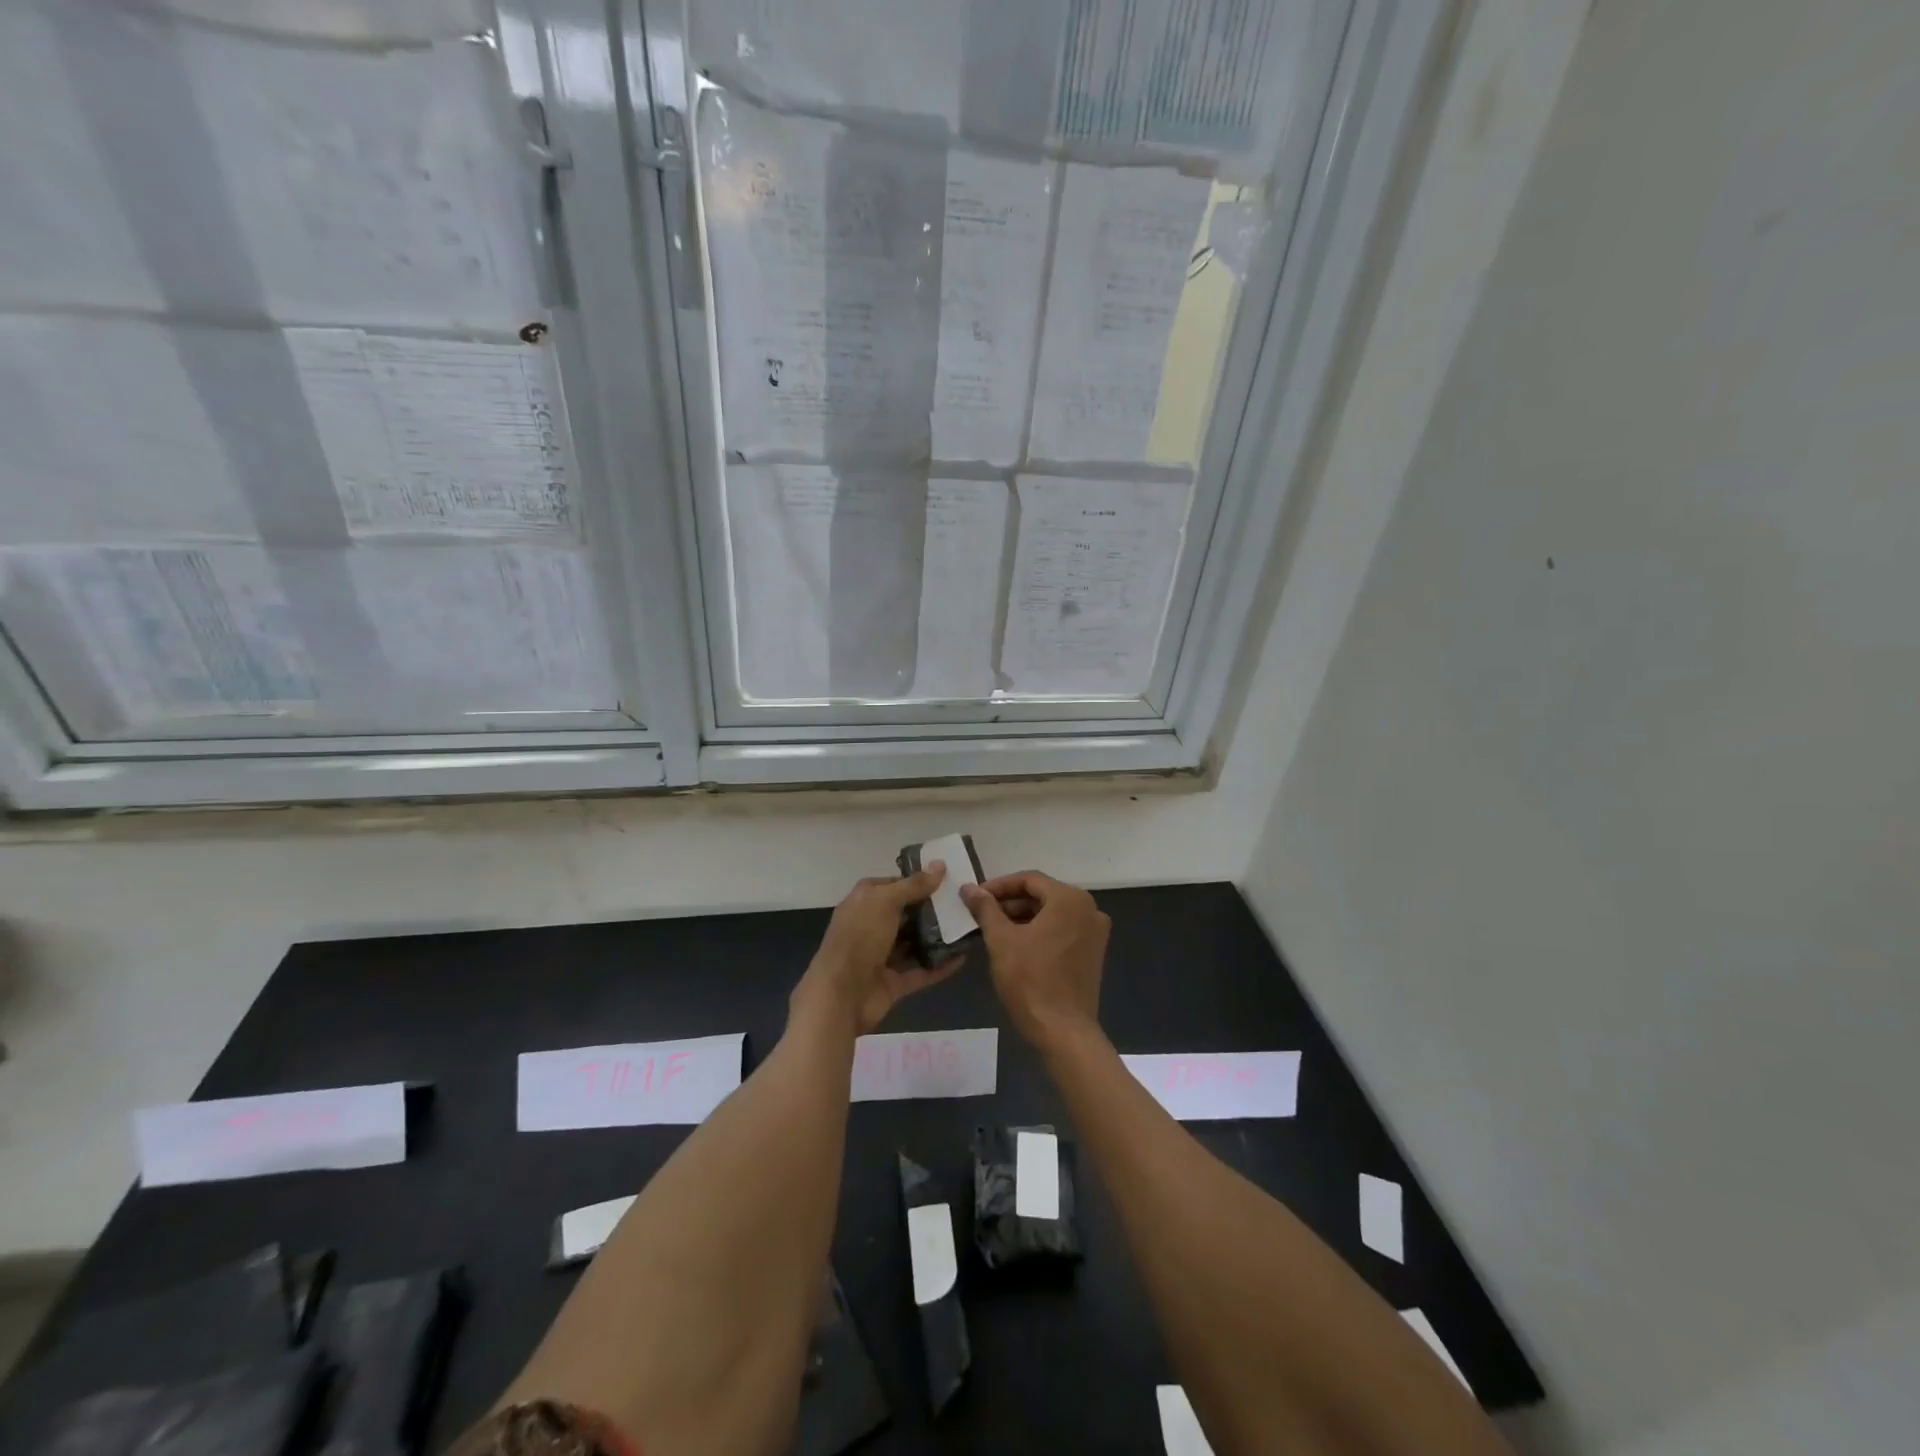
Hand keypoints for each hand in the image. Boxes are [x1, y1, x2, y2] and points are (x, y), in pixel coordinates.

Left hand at [791, 866, 963, 1036]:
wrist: (840, 996)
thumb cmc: (859, 938)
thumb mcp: (885, 902)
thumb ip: (913, 885)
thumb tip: (940, 864)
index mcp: (864, 901)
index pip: (894, 884)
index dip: (918, 880)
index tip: (948, 878)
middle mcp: (871, 926)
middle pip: (906, 914)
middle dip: (932, 909)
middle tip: (964, 902)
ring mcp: (882, 956)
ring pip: (914, 943)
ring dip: (938, 938)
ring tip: (968, 927)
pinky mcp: (893, 982)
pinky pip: (921, 971)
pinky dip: (940, 965)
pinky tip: (962, 957)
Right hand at [961, 871, 1109, 1050]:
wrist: (1063, 1031)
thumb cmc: (1030, 980)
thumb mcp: (1001, 940)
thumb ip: (985, 908)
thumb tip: (969, 888)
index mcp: (1070, 899)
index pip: (1029, 880)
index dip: (998, 886)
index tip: (975, 897)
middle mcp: (1089, 909)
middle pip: (1042, 895)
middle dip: (1010, 903)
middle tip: (981, 914)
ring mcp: (1095, 932)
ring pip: (1052, 914)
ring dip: (1023, 917)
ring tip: (993, 929)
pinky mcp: (1093, 953)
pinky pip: (1062, 930)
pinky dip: (1039, 932)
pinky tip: (1016, 944)